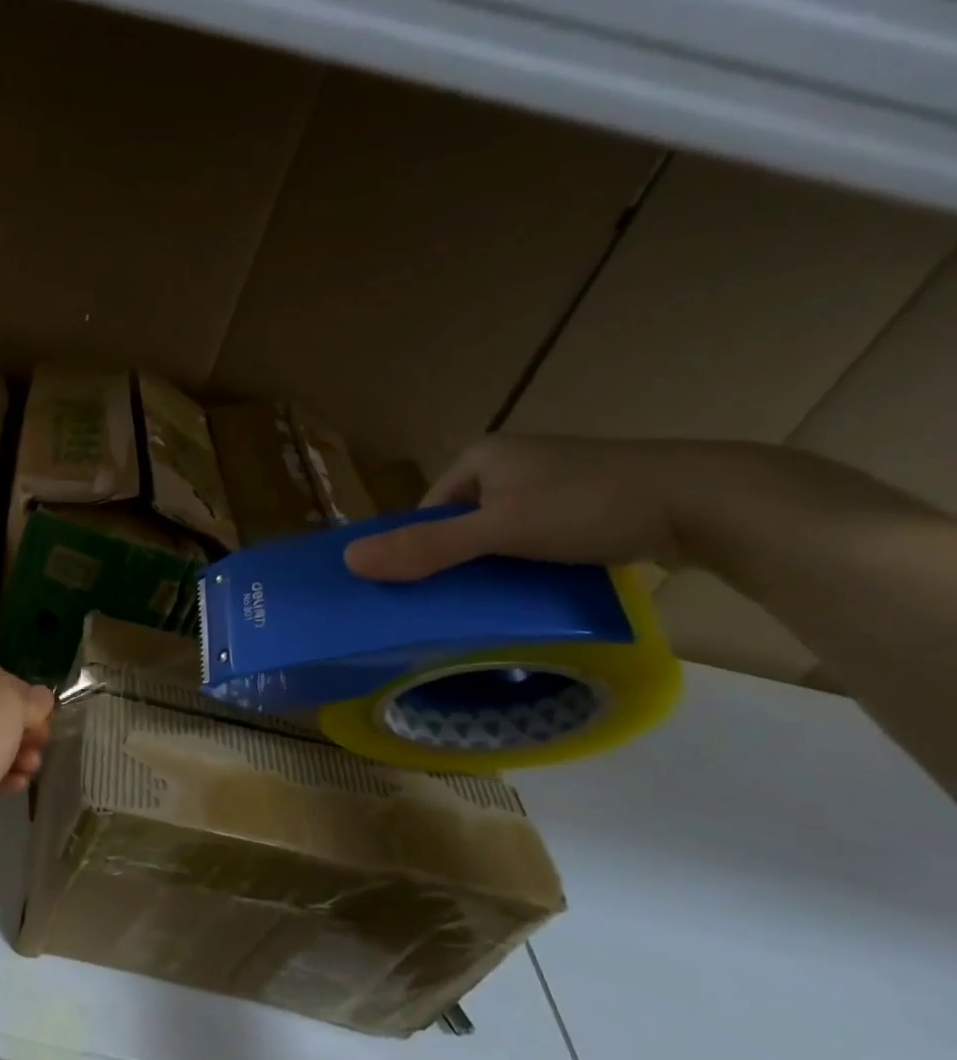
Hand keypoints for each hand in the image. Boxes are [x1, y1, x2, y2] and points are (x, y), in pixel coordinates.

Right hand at [342, 435, 711, 581]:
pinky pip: (537, 537)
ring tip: (502, 600)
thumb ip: (427, 548)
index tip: (425, 590)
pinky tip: (542, 587)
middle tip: (461, 602)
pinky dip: (532, 563)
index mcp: (480, 457)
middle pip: (462, 524)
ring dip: (497, 566)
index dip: (421, 549)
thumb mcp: (499, 531)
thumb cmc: (589, 506)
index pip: (427, 511)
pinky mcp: (588, 503)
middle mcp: (511, 463)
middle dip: (459, 561)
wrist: (710, 501)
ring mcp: (552, 482)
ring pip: (500, 534)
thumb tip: (348, 562)